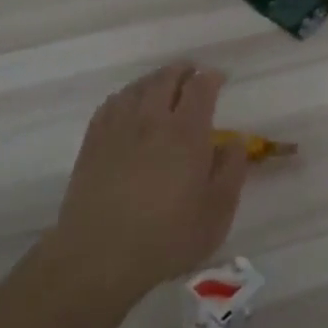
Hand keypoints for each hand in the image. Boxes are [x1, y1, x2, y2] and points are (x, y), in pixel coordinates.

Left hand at [52, 62, 248, 302]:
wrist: (100, 256)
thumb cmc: (168, 237)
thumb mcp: (217, 211)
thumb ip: (231, 171)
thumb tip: (235, 141)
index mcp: (187, 134)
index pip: (200, 89)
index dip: (212, 78)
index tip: (221, 78)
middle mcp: (151, 121)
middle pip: (166, 80)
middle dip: (183, 71)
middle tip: (193, 73)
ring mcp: (117, 130)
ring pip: (136, 88)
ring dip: (154, 80)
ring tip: (164, 84)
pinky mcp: (92, 145)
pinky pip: (110, 105)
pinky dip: (126, 96)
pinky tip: (128, 104)